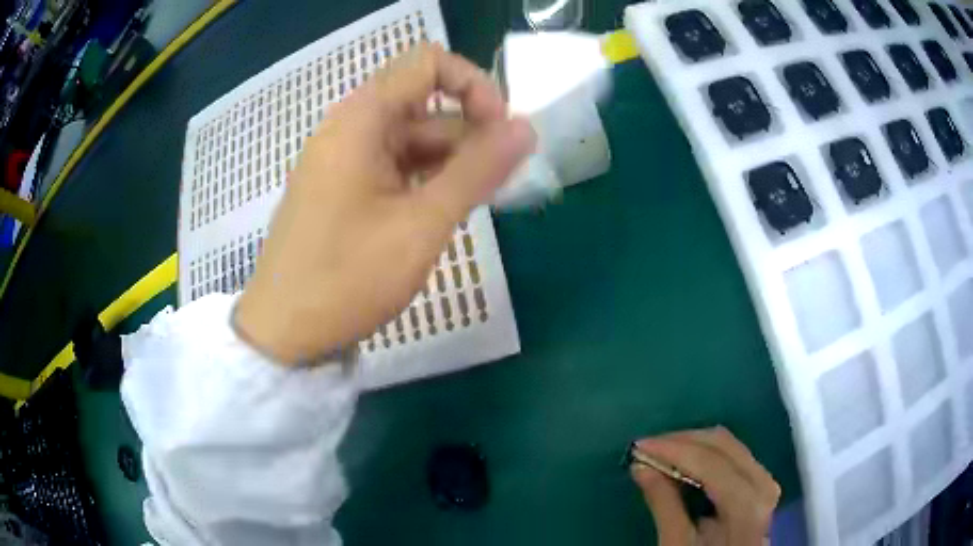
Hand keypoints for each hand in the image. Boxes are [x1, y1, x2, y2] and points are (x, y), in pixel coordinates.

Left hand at [234, 43, 535, 363]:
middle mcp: (351, 127)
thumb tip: (526, 128)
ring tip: (477, 204)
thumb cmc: (346, 278)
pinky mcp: (344, 188)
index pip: (429, 63)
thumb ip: (477, 169)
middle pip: (426, 104)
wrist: (283, 331)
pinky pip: (396, 167)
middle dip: (470, 135)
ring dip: (452, 163)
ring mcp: (345, 159)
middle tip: (500, 182)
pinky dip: (427, 181)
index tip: (499, 131)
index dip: (473, 86)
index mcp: (362, 117)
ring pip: (414, 140)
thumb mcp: (422, 224)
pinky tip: (445, 212)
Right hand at [630, 427, 780, 544]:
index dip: (673, 449)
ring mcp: (765, 480)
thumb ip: (663, 504)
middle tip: (647, 447)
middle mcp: (763, 483)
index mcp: (747, 504)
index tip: (639, 446)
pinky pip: (732, 454)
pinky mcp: (759, 482)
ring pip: (728, 445)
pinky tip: (683, 461)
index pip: (710, 463)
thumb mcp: (677, 544)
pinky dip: (705, 453)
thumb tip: (640, 466)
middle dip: (682, 441)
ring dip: (692, 444)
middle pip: (722, 444)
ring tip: (660, 452)